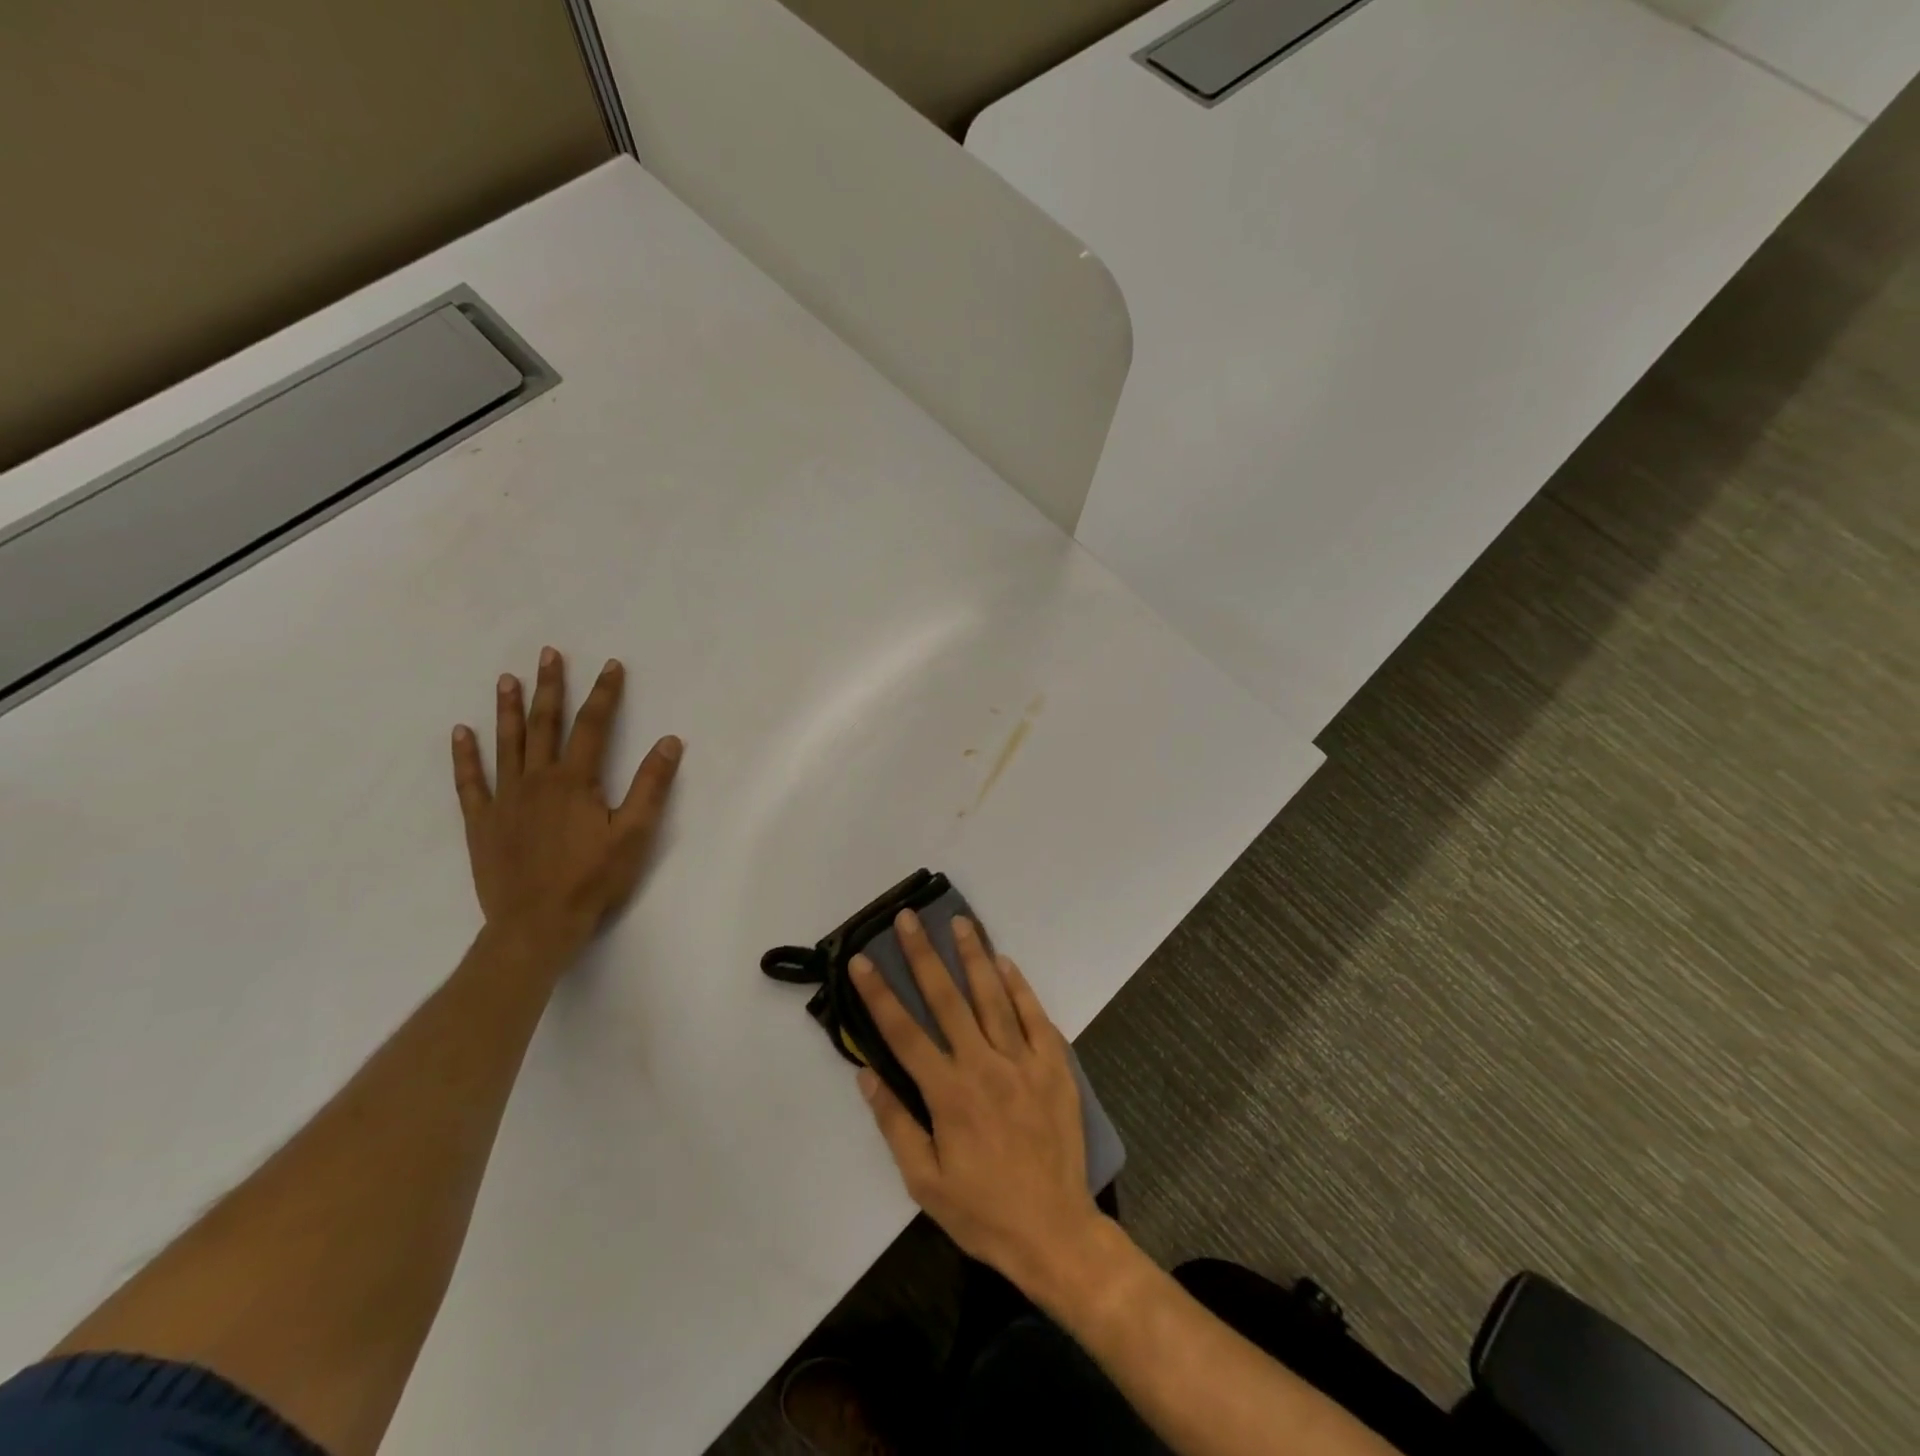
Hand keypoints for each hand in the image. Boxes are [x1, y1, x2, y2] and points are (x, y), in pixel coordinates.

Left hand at [451, 647, 681, 957]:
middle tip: (547, 654)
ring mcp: (504, 800)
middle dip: (550, 688)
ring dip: (507, 710)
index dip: (604, 694)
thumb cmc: (592, 880)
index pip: (592, 726)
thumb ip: (651, 786)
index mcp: (575, 782)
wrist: (536, 925)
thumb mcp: (634, 834)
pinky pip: (470, 782)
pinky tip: (460, 732)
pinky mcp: (482, 822)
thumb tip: (669, 742)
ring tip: (506, 679)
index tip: (611, 665)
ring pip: (506, 744)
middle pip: (544, 725)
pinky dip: (465, 756)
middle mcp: (536, 780)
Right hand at [852, 910, 1105, 1298]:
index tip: (862, 961)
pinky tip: (1006, 962)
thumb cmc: (982, 1211)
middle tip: (909, 918)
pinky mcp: (1054, 1065)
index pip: (904, 1033)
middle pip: (948, 1000)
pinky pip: (1034, 1016)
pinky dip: (1019, 987)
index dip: (879, 994)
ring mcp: (1023, 1061)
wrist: (1055, 1231)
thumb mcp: (924, 1182)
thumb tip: (866, 1075)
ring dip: (973, 956)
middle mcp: (983, 1066)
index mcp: (948, 1094)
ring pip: (993, 997)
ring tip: (959, 922)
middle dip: (924, 956)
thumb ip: (895, 1123)